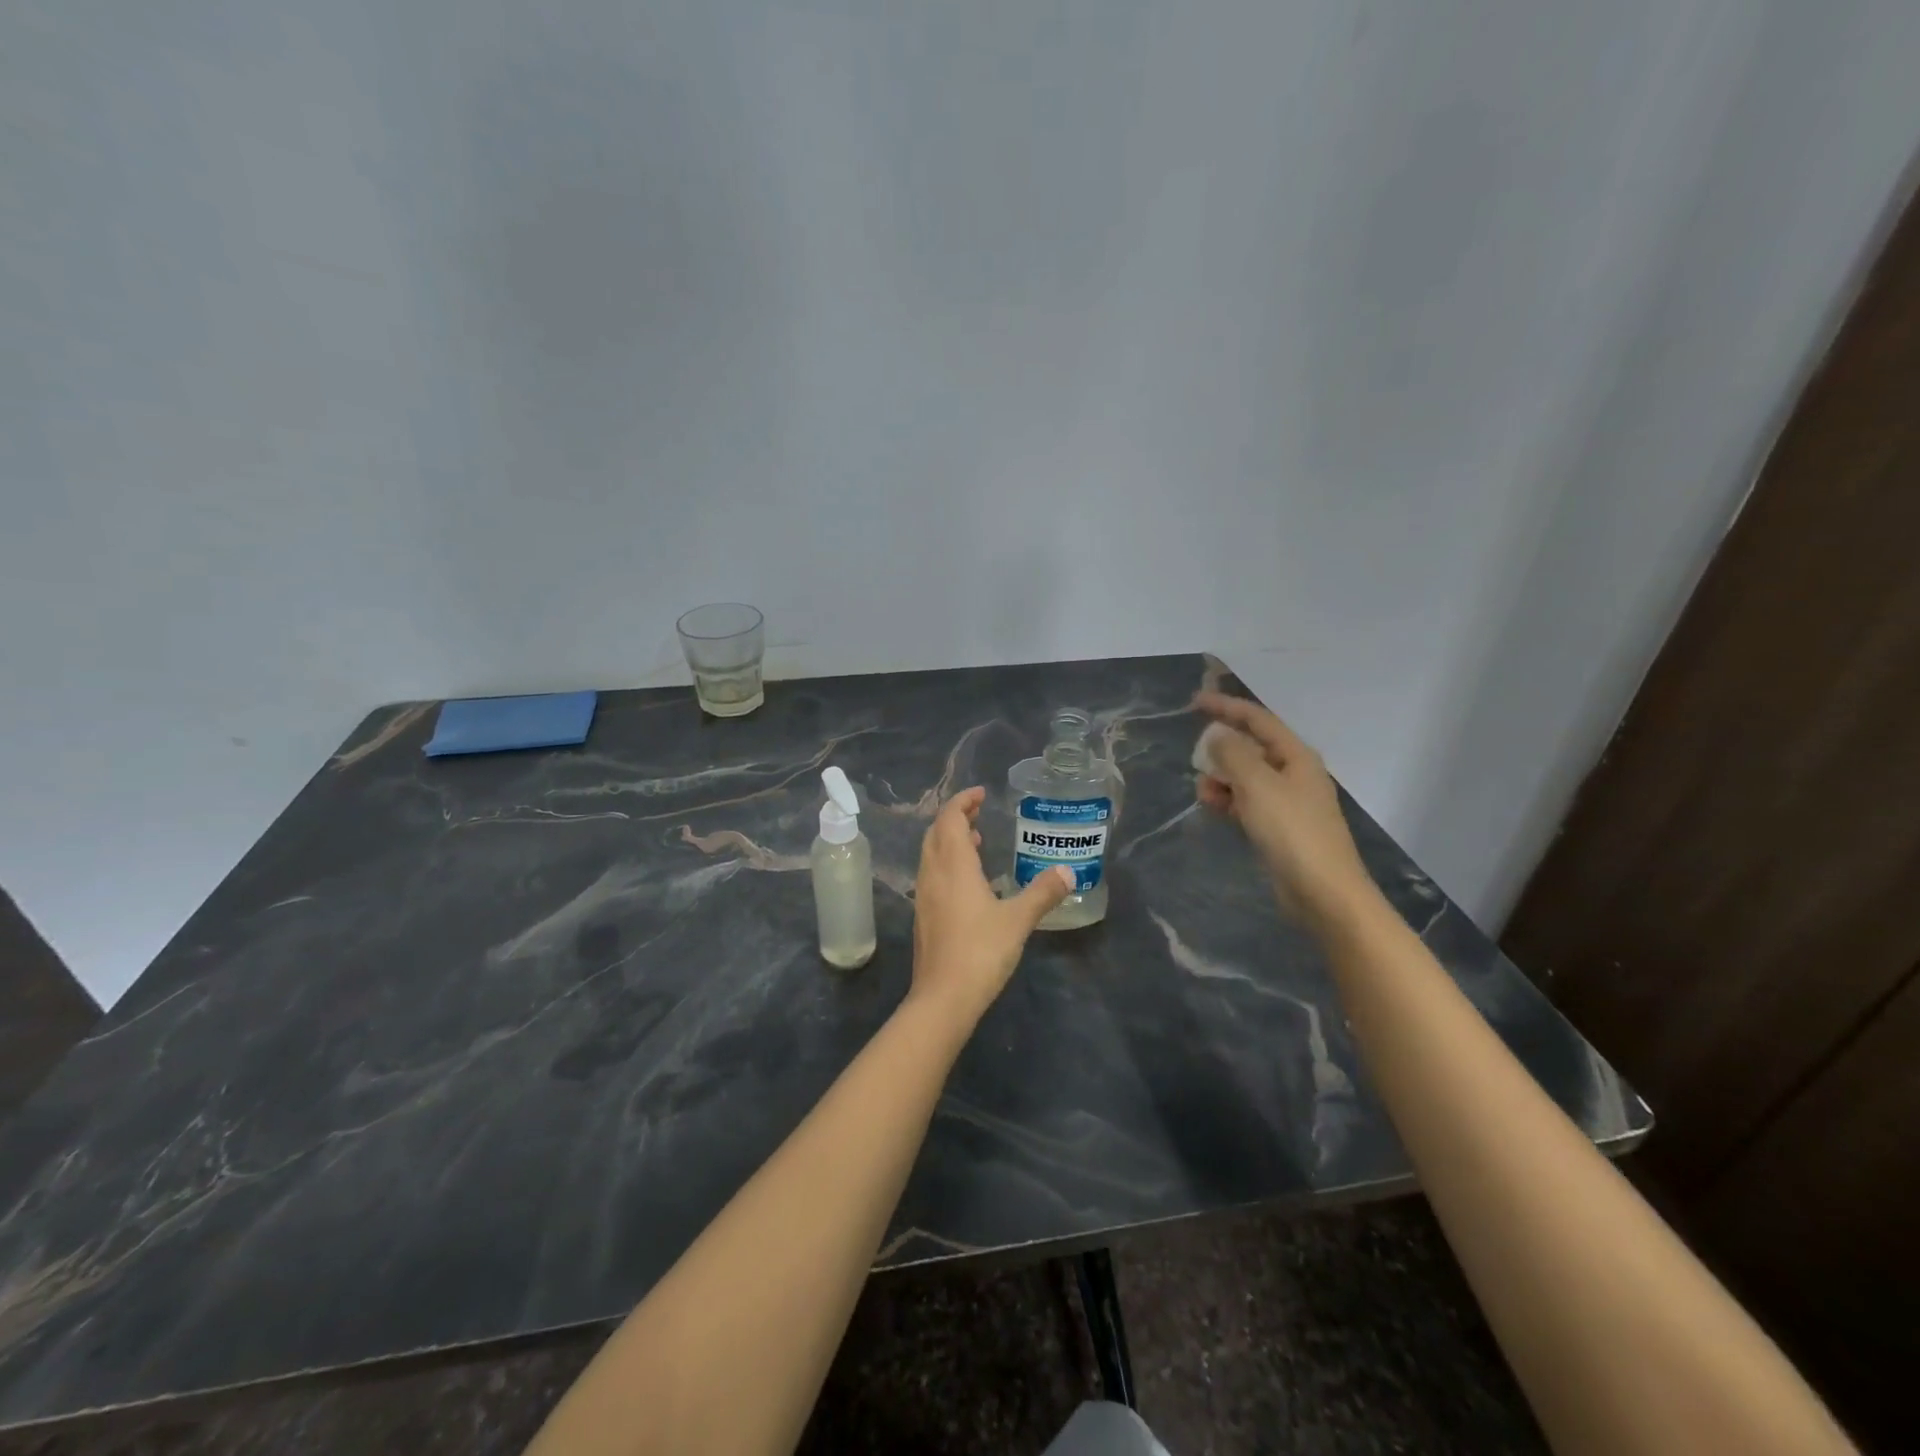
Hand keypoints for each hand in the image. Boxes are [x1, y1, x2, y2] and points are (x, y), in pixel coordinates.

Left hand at [909, 787, 1073, 1027]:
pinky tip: (968, 882)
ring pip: (931, 854)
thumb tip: (1068, 871)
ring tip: (976, 840)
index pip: (950, 818)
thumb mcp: (1018, 920)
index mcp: (953, 866)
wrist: (943, 997)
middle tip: (979, 812)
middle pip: (936, 833)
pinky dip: (947, 863)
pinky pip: (932, 874)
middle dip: (955, 817)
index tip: (981, 793)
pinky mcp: (923, 917)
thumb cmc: (981, 951)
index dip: (962, 801)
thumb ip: (1043, 893)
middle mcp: (933, 874)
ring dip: (949, 840)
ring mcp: (924, 896)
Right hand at [1193, 692, 1374, 925]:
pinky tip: (1213, 807)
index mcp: (1296, 756)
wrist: (1323, 892)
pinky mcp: (1278, 827)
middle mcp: (1294, 773)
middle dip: (1221, 750)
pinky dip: (1228, 800)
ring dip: (1221, 778)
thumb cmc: (1292, 831)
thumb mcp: (1257, 785)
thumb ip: (1233, 754)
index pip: (1258, 719)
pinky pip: (1247, 802)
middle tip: (1196, 760)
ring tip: (1203, 792)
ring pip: (1246, 777)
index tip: (1194, 703)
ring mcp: (1287, 802)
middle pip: (1251, 747)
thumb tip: (1216, 736)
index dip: (1226, 707)